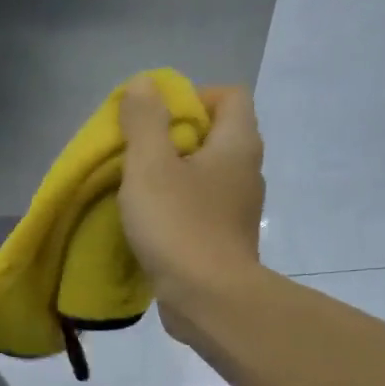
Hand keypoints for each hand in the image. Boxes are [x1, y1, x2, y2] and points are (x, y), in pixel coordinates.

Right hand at [118, 76, 265, 343]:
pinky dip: (177, 210)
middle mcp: (246, 172)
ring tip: (138, 191)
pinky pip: (200, 211)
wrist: (208, 300)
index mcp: (237, 144)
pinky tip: (150, 225)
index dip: (192, 97)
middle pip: (214, 136)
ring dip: (173, 178)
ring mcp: (238, 211)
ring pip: (206, 177)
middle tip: (138, 155)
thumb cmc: (179, 226)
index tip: (155, 119)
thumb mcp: (150, 165)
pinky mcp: (225, 243)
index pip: (229, 96)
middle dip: (174, 139)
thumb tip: (144, 85)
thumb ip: (144, 121)